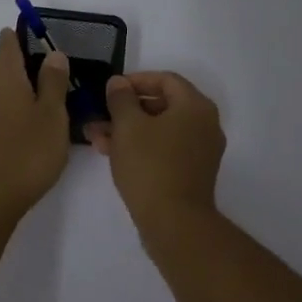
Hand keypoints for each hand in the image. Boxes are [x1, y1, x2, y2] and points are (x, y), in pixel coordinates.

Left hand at [0, 29, 72, 221]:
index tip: (47, 44)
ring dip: (20, 90)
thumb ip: (53, 82)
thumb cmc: (27, 152)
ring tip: (48, 104)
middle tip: (57, 77)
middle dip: (26, 65)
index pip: (8, 42)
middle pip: (3, 65)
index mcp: (4, 76)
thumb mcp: (52, 114)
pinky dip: (11, 110)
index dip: (25, 37)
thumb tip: (53, 54)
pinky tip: (29, 128)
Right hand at [85, 71, 225, 229]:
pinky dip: (141, 147)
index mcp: (195, 106)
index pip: (166, 79)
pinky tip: (112, 154)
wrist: (174, 222)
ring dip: (128, 130)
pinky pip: (164, 149)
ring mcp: (200, 150)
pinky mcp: (191, 172)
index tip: (110, 89)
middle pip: (162, 105)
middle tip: (99, 115)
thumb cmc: (150, 166)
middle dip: (126, 109)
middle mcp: (204, 124)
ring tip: (96, 137)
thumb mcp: (128, 126)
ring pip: (160, 130)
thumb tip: (118, 83)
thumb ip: (121, 99)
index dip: (135, 80)